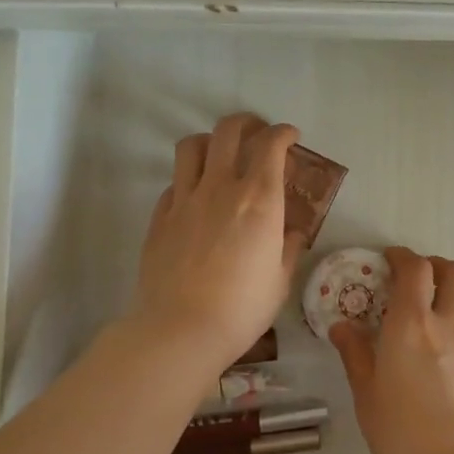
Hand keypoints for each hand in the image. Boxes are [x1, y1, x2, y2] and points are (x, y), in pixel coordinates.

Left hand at [132, 113, 306, 367]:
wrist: (180, 330)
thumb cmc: (242, 309)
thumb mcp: (280, 281)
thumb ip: (289, 248)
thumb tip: (293, 233)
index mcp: (260, 200)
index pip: (271, 145)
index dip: (283, 133)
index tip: (291, 137)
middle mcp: (221, 188)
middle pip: (228, 131)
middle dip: (247, 123)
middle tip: (257, 134)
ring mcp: (185, 199)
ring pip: (192, 146)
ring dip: (211, 141)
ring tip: (221, 154)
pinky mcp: (160, 217)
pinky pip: (175, 182)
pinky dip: (190, 180)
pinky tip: (197, 198)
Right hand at [329, 246, 453, 453]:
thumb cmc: (403, 434)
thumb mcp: (367, 395)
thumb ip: (356, 354)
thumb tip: (342, 326)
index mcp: (411, 324)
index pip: (415, 268)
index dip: (401, 256)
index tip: (387, 260)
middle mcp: (447, 324)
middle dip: (434, 265)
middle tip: (413, 279)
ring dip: (450, 292)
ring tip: (429, 311)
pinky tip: (443, 348)